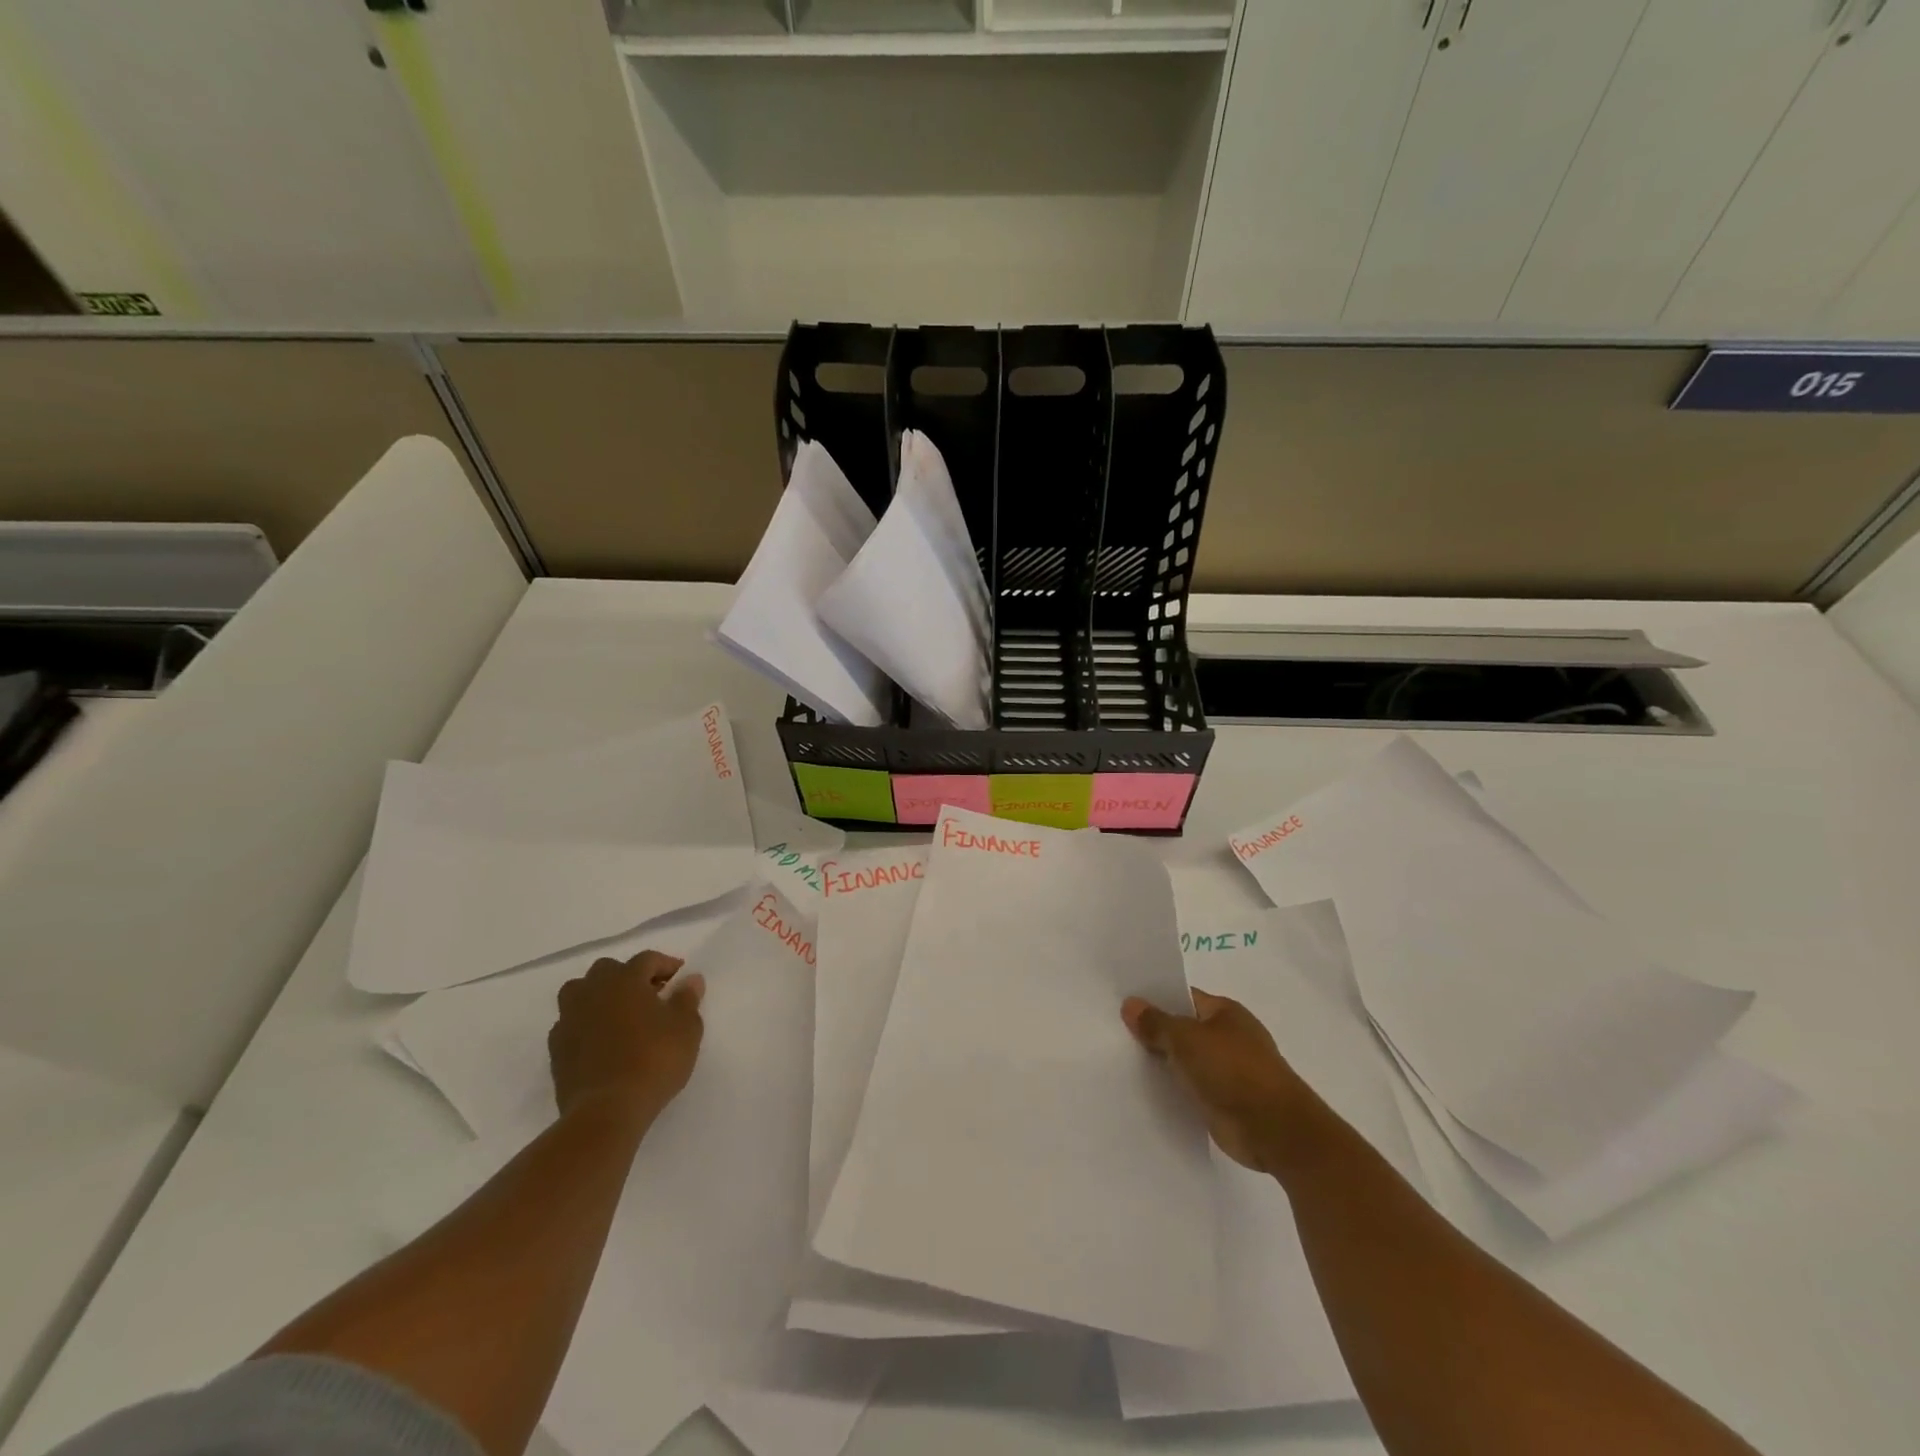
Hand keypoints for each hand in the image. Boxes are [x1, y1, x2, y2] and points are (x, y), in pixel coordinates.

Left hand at [550, 951, 705, 1125]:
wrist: (607, 1110)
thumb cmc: (654, 1060)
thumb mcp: (686, 1028)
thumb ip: (687, 999)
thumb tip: (690, 979)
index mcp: (625, 979)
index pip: (646, 959)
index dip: (665, 964)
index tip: (680, 977)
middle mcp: (593, 991)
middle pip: (608, 970)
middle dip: (629, 976)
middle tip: (650, 994)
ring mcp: (569, 1019)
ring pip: (581, 993)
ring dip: (600, 996)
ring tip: (621, 1014)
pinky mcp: (556, 1049)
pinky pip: (572, 1023)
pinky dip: (586, 1024)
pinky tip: (603, 1041)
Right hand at [1122, 989, 1314, 1173]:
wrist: (1274, 1131)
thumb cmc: (1232, 1071)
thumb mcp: (1186, 1039)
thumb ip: (1156, 1023)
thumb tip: (1130, 1004)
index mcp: (1225, 1012)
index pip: (1183, 997)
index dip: (1154, 999)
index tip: (1122, 1004)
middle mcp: (1229, 1037)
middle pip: (1183, 1029)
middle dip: (1155, 1032)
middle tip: (1113, 1032)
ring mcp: (1229, 1070)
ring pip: (1186, 1060)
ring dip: (1163, 1063)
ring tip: (1121, 1061)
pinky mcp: (1225, 1101)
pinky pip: (1191, 1088)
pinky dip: (1174, 1089)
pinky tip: (1145, 1091)